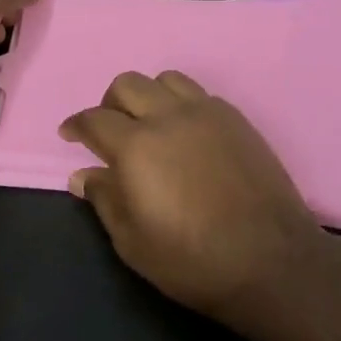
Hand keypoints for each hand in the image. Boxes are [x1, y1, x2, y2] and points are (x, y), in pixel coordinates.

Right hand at [60, 71, 330, 330]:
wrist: (271, 261)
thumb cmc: (193, 260)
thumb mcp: (133, 242)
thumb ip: (105, 200)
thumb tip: (82, 175)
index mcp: (136, 146)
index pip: (94, 119)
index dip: (76, 125)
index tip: (70, 135)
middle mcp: (168, 117)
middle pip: (127, 84)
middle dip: (109, 104)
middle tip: (110, 131)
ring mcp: (207, 113)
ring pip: (166, 79)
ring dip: (149, 96)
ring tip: (150, 124)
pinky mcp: (237, 119)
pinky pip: (199, 94)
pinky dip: (182, 104)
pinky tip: (186, 133)